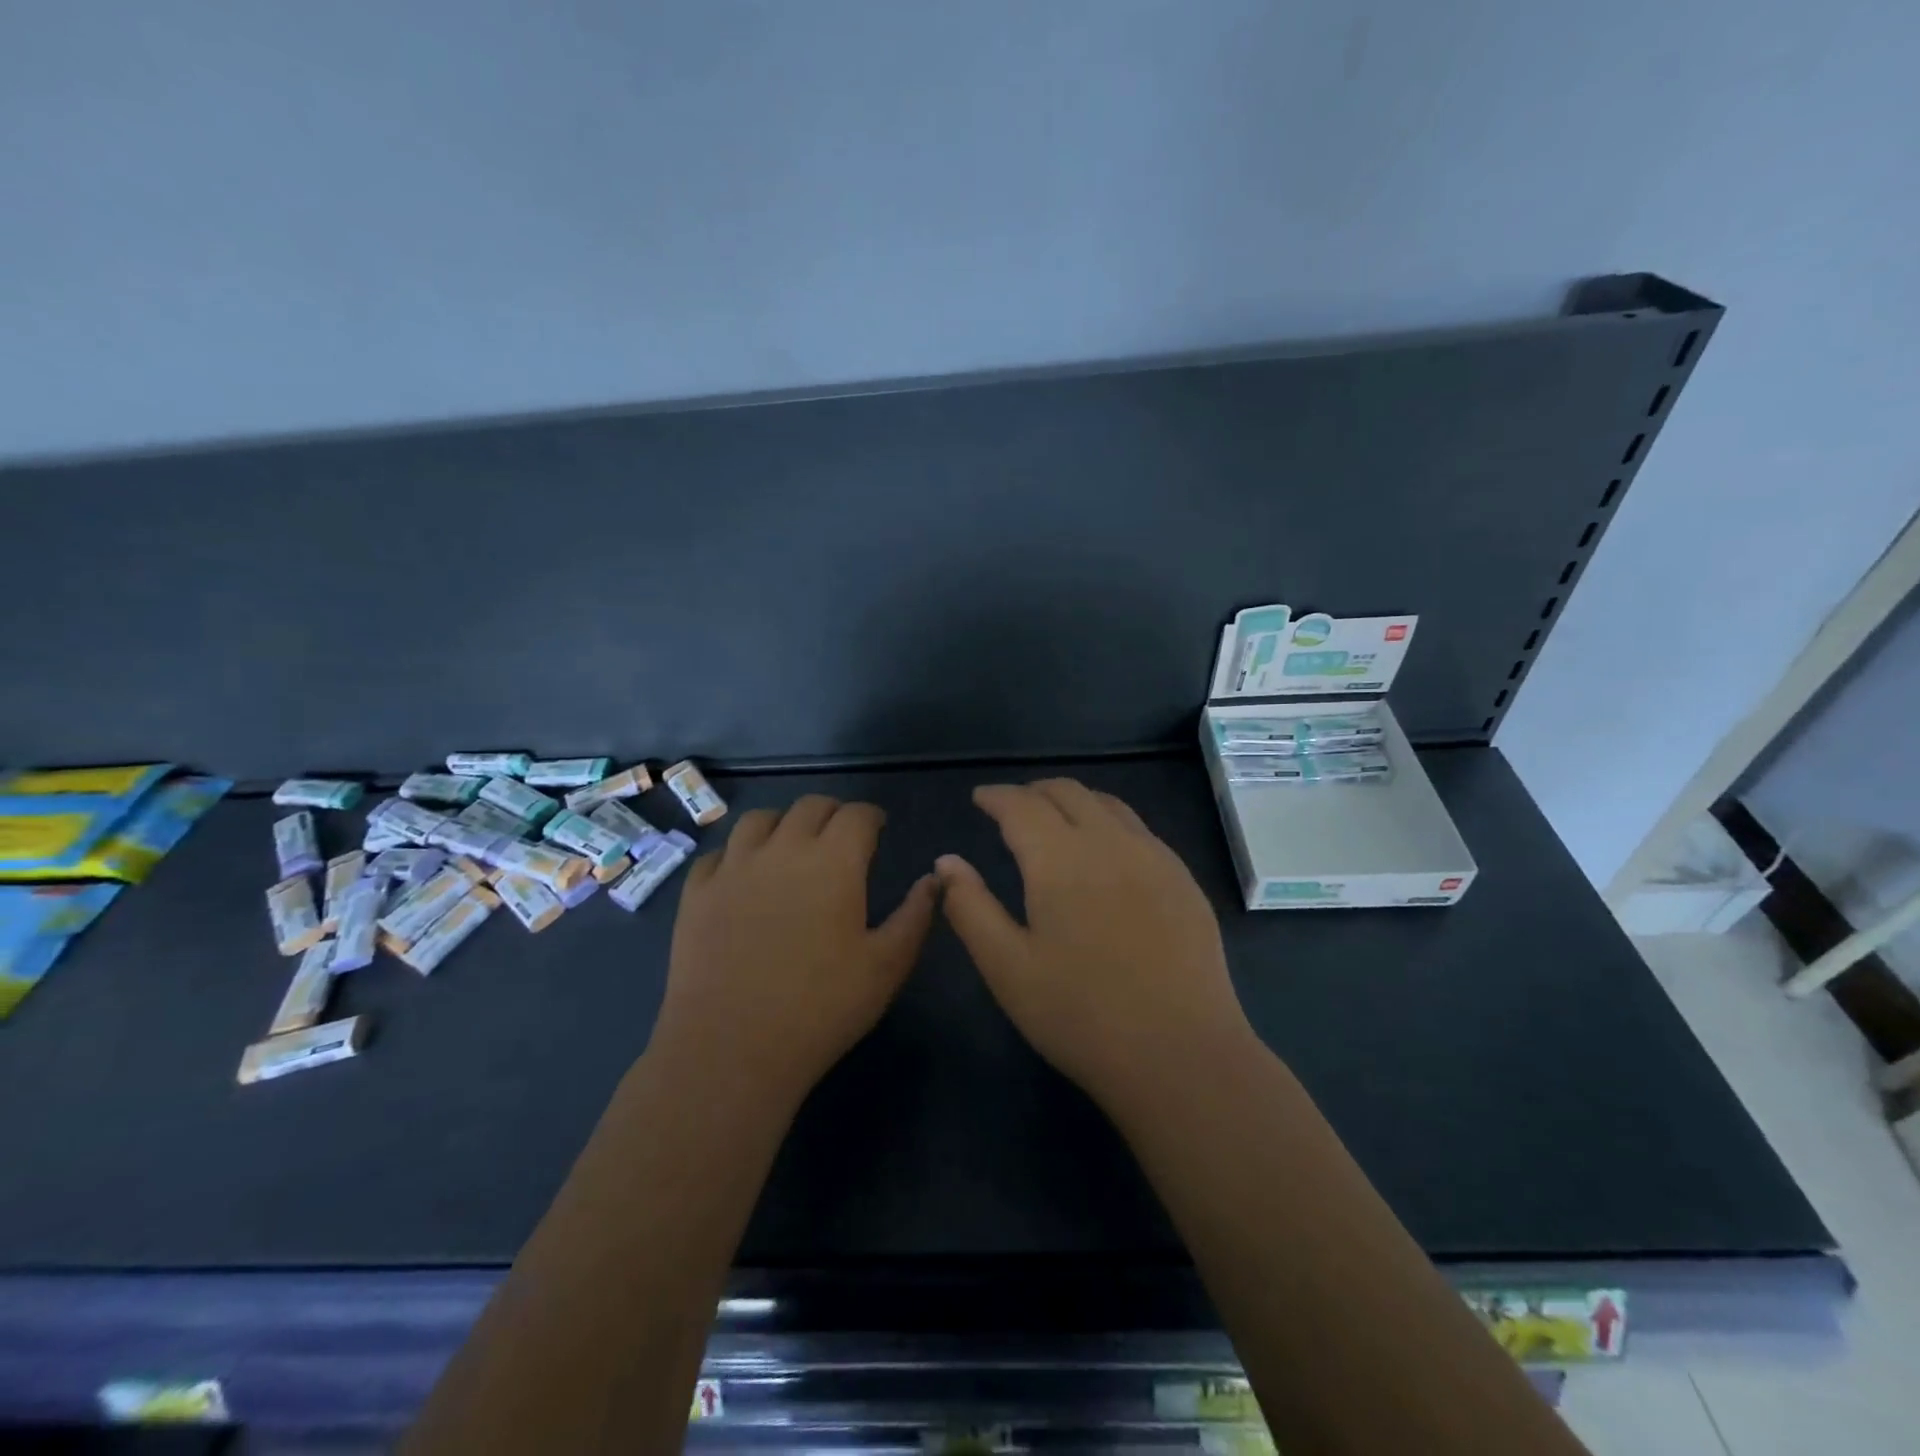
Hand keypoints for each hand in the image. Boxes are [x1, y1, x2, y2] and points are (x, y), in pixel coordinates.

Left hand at [652, 795, 936, 1107]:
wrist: (731, 1048)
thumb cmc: (822, 1008)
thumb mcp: (887, 966)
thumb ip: (915, 915)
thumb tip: (934, 879)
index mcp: (834, 861)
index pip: (856, 815)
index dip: (871, 816)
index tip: (879, 827)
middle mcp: (783, 849)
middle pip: (809, 806)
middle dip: (832, 812)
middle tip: (842, 835)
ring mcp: (733, 868)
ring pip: (759, 819)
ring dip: (783, 823)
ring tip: (791, 844)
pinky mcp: (696, 893)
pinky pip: (718, 854)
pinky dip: (737, 853)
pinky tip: (743, 875)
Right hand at [936, 779, 1255, 1115]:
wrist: (1181, 1054)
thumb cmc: (1080, 1015)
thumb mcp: (1007, 968)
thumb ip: (970, 907)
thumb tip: (946, 861)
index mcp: (1060, 858)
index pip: (1021, 805)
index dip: (996, 796)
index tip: (979, 798)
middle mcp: (1109, 842)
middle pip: (1067, 792)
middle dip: (1033, 791)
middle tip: (1011, 808)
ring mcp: (1154, 857)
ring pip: (1107, 804)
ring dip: (1073, 801)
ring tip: (1055, 819)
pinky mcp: (1183, 879)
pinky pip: (1139, 829)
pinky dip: (1108, 821)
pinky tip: (1106, 852)